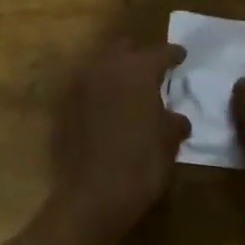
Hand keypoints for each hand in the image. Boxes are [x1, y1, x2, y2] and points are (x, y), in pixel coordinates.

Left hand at [50, 41, 189, 236]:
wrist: (92, 196)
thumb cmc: (140, 164)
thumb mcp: (169, 142)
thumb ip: (173, 121)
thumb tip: (175, 118)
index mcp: (137, 69)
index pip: (160, 52)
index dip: (174, 55)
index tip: (181, 57)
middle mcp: (106, 67)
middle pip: (124, 48)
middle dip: (138, 56)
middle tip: (152, 71)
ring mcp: (80, 85)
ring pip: (101, 65)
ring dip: (115, 72)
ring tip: (128, 90)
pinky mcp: (63, 106)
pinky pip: (86, 88)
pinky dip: (98, 93)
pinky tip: (107, 110)